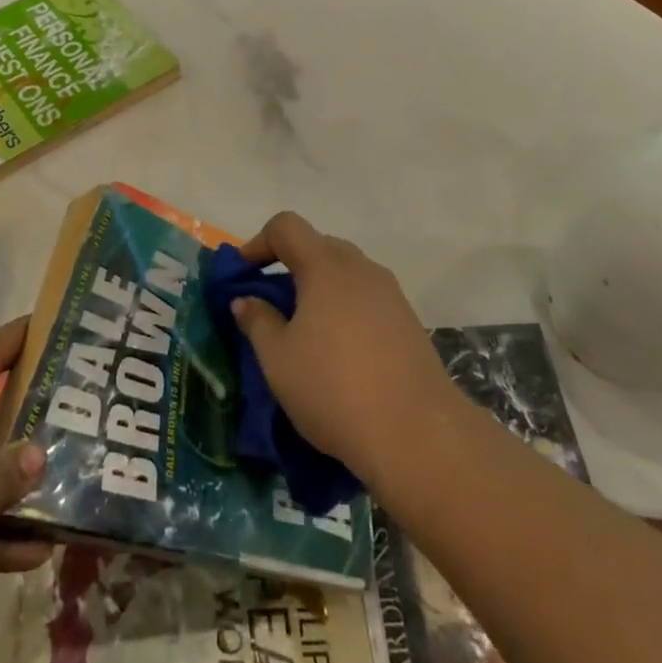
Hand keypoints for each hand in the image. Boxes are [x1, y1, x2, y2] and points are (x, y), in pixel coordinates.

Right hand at [232, 212, 456, 484]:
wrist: (418, 435)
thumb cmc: (334, 389)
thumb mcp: (278, 359)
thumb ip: (257, 321)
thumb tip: (246, 300)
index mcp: (325, 266)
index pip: (286, 226)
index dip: (258, 243)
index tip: (243, 275)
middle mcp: (360, 268)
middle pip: (318, 245)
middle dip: (289, 265)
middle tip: (270, 303)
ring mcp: (390, 293)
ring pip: (345, 273)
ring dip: (318, 288)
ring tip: (304, 329)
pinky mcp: (408, 321)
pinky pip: (366, 297)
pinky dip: (344, 308)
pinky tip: (339, 349)